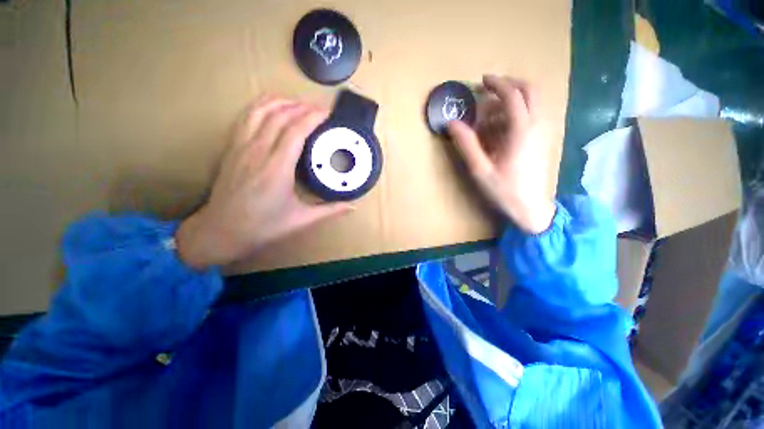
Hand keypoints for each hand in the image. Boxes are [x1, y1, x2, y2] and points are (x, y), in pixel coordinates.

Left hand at [176, 96, 352, 269]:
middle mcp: (258, 151)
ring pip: (260, 111)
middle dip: (302, 106)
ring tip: (299, 104)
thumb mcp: (301, 220)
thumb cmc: (263, 226)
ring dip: (281, 102)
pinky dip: (261, 106)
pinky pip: (246, 117)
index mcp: (277, 168)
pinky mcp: (232, 148)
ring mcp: (241, 147)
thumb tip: (353, 206)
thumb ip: (330, 211)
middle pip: (280, 116)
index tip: (328, 112)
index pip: (296, 130)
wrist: (221, 231)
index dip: (313, 117)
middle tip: (319, 109)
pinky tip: (272, 108)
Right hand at [447, 75, 555, 233]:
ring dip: (515, 97)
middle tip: (491, 88)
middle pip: (531, 90)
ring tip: (493, 109)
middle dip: (511, 84)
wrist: (531, 208)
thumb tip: (452, 123)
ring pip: (535, 101)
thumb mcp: (480, 169)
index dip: (498, 84)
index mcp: (521, 130)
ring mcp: (543, 132)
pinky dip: (519, 111)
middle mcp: (537, 125)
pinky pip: (534, 114)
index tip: (483, 80)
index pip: (513, 95)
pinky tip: (503, 126)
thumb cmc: (504, 190)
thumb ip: (466, 145)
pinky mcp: (543, 140)